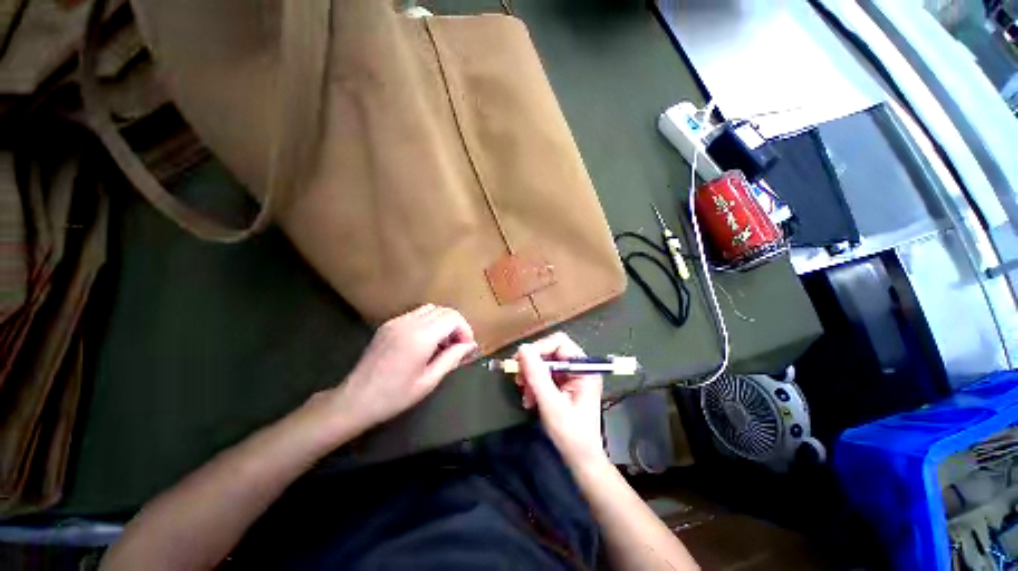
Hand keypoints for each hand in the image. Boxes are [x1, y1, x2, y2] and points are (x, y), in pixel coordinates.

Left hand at [330, 304, 476, 431]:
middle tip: (457, 346)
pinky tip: (425, 342)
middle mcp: (409, 322)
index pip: (453, 318)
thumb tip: (471, 345)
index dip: (465, 330)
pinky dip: (428, 322)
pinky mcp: (388, 324)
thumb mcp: (429, 381)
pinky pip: (416, 314)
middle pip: (443, 310)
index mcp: (421, 336)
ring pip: (431, 309)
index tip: (466, 347)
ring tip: (442, 344)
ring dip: (442, 322)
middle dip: (456, 325)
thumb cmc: (395, 396)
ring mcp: (396, 321)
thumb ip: (452, 358)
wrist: (355, 400)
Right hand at [515, 332, 606, 467]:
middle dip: (532, 365)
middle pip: (550, 352)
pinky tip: (529, 400)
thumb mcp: (551, 404)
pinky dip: (534, 385)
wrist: (581, 460)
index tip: (522, 361)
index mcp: (584, 368)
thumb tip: (522, 349)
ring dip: (531, 377)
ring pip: (544, 364)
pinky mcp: (563, 386)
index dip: (539, 348)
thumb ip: (537, 375)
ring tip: (525, 395)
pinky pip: (544, 376)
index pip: (560, 343)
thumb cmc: (571, 434)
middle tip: (519, 380)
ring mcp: (571, 377)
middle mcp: (578, 368)